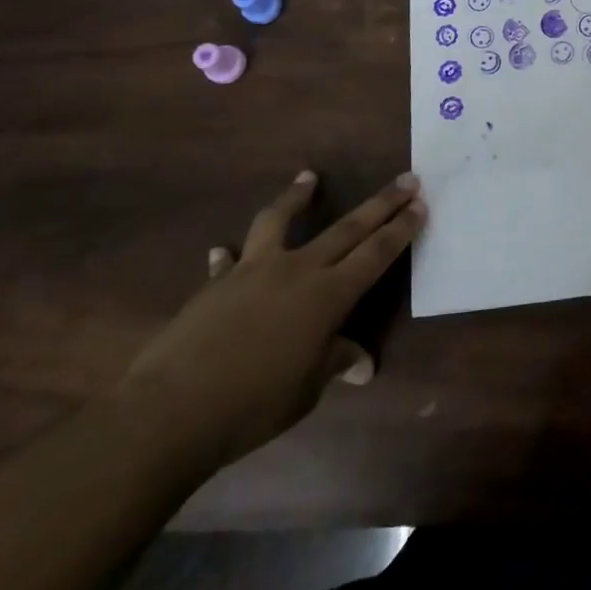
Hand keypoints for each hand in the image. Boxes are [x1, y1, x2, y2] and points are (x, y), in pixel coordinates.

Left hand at [118, 169, 426, 467]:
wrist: (170, 412)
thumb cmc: (252, 405)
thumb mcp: (307, 390)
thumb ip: (335, 363)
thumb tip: (363, 365)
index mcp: (328, 295)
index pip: (376, 253)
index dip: (401, 228)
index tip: (420, 204)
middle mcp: (297, 270)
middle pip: (347, 228)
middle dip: (381, 203)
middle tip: (407, 178)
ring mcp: (253, 271)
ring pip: (280, 221)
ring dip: (297, 197)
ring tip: (308, 176)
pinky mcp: (215, 285)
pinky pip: (228, 262)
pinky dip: (229, 256)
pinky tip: (223, 252)